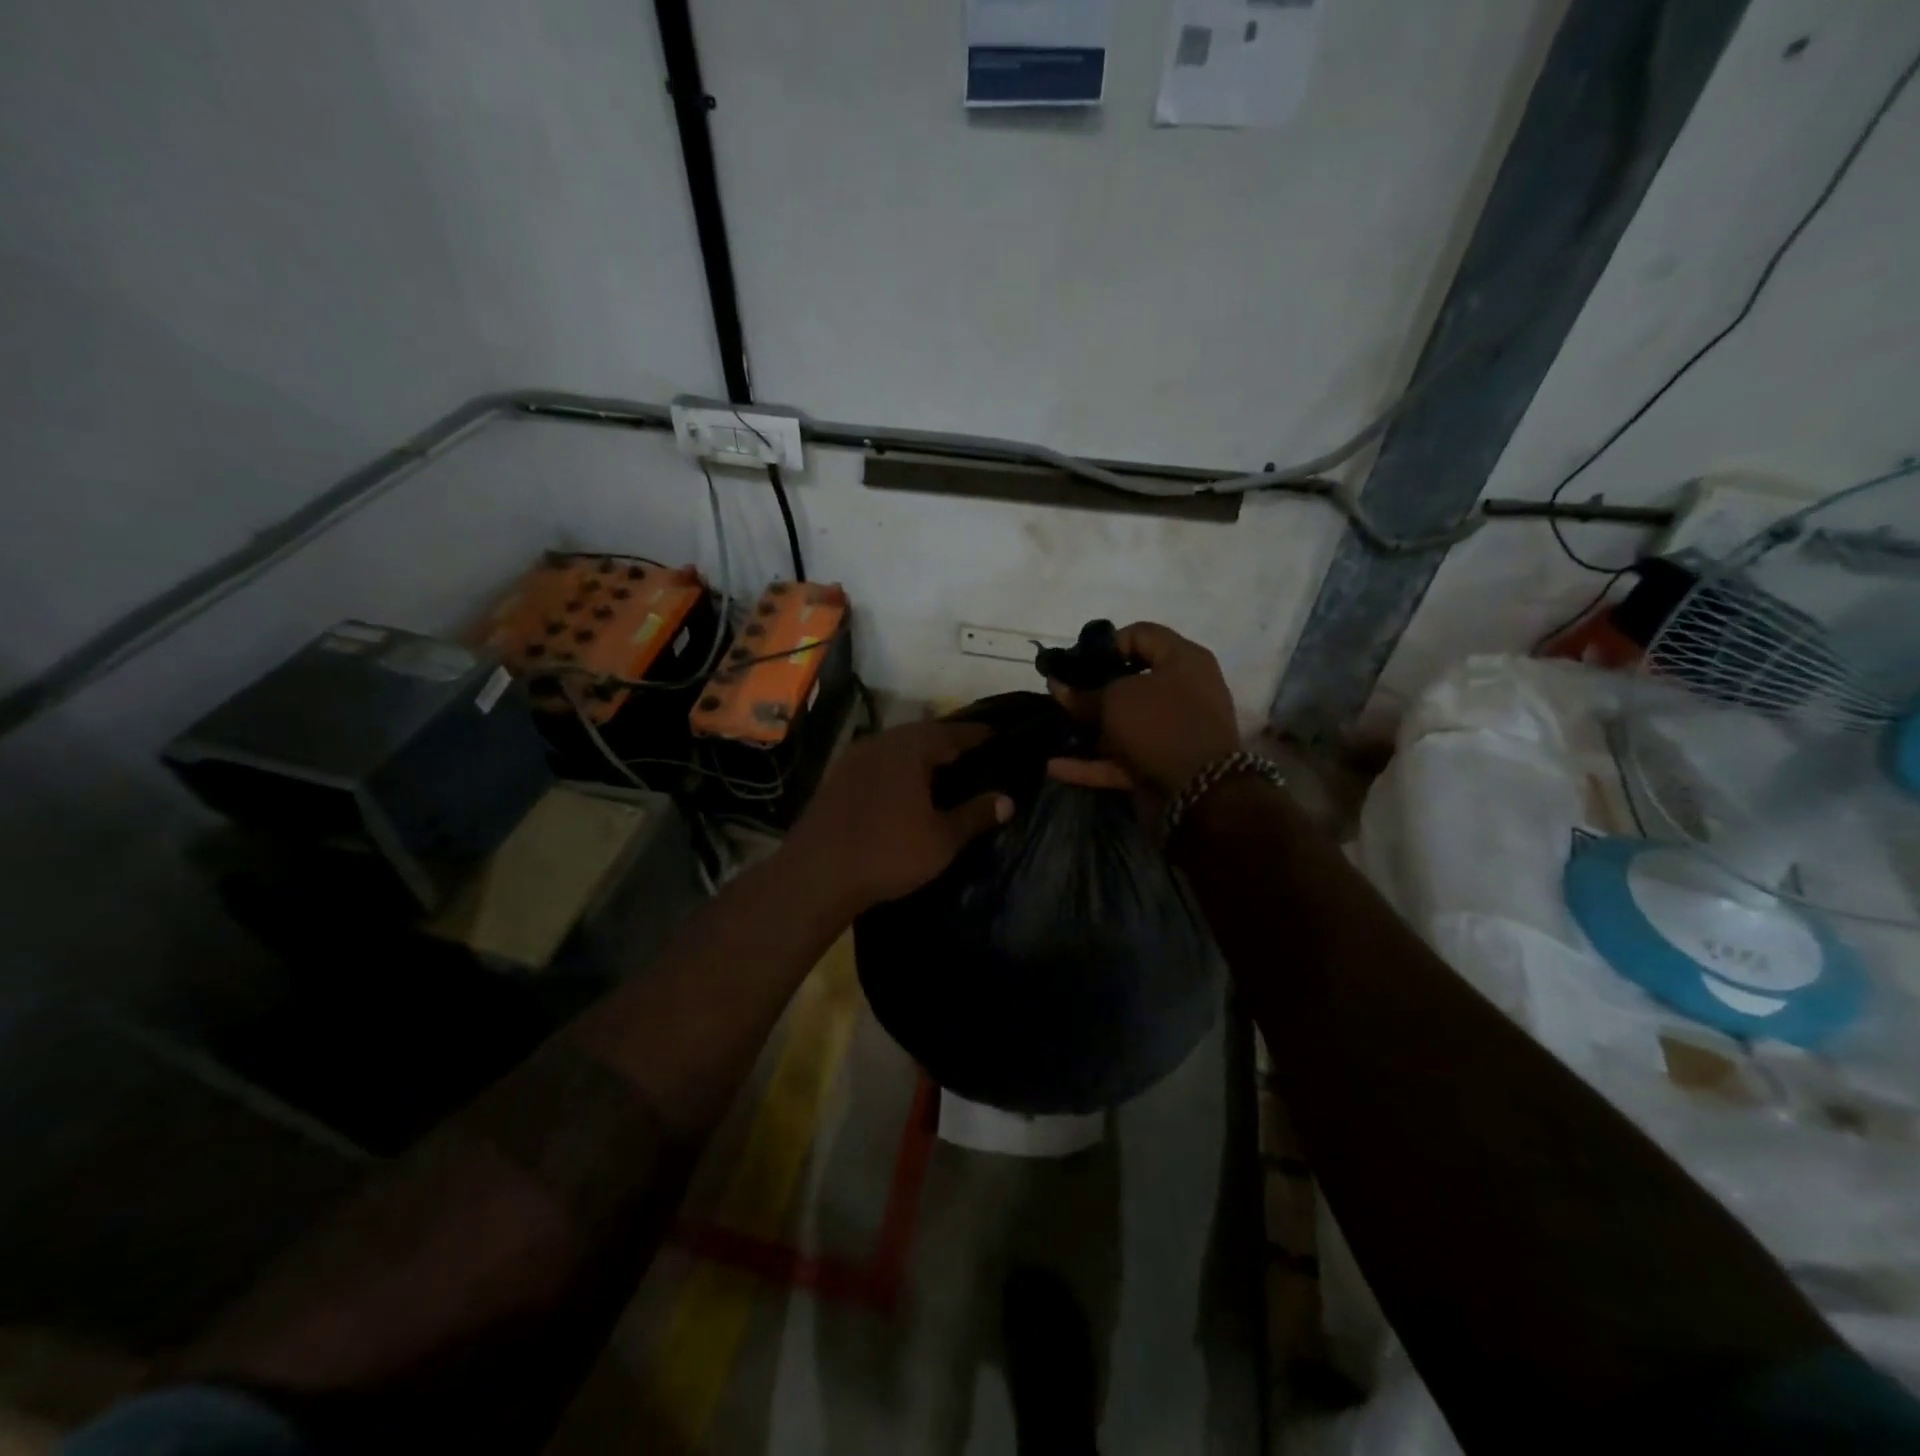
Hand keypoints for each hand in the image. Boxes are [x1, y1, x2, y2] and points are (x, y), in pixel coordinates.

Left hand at [786, 720, 1013, 914]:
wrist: (817, 874)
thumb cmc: (888, 853)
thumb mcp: (941, 839)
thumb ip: (976, 815)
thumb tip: (1007, 800)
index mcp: (910, 749)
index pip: (953, 732)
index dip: (978, 734)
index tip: (998, 736)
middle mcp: (881, 742)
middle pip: (922, 733)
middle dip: (948, 741)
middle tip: (972, 752)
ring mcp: (854, 758)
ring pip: (896, 746)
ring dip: (919, 753)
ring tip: (941, 768)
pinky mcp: (836, 777)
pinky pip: (877, 761)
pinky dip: (896, 767)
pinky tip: (903, 786)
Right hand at [1046, 622, 1239, 797]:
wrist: (1200, 794)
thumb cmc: (1160, 725)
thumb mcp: (1115, 699)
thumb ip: (1083, 693)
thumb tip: (1058, 686)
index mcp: (1183, 660)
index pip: (1141, 634)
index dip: (1105, 644)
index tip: (1076, 663)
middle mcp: (1182, 691)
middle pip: (1130, 681)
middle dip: (1092, 688)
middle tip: (1060, 694)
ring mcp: (1172, 731)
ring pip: (1124, 722)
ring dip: (1089, 727)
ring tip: (1055, 726)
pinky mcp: (1162, 764)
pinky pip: (1121, 758)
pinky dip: (1091, 762)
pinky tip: (1055, 766)